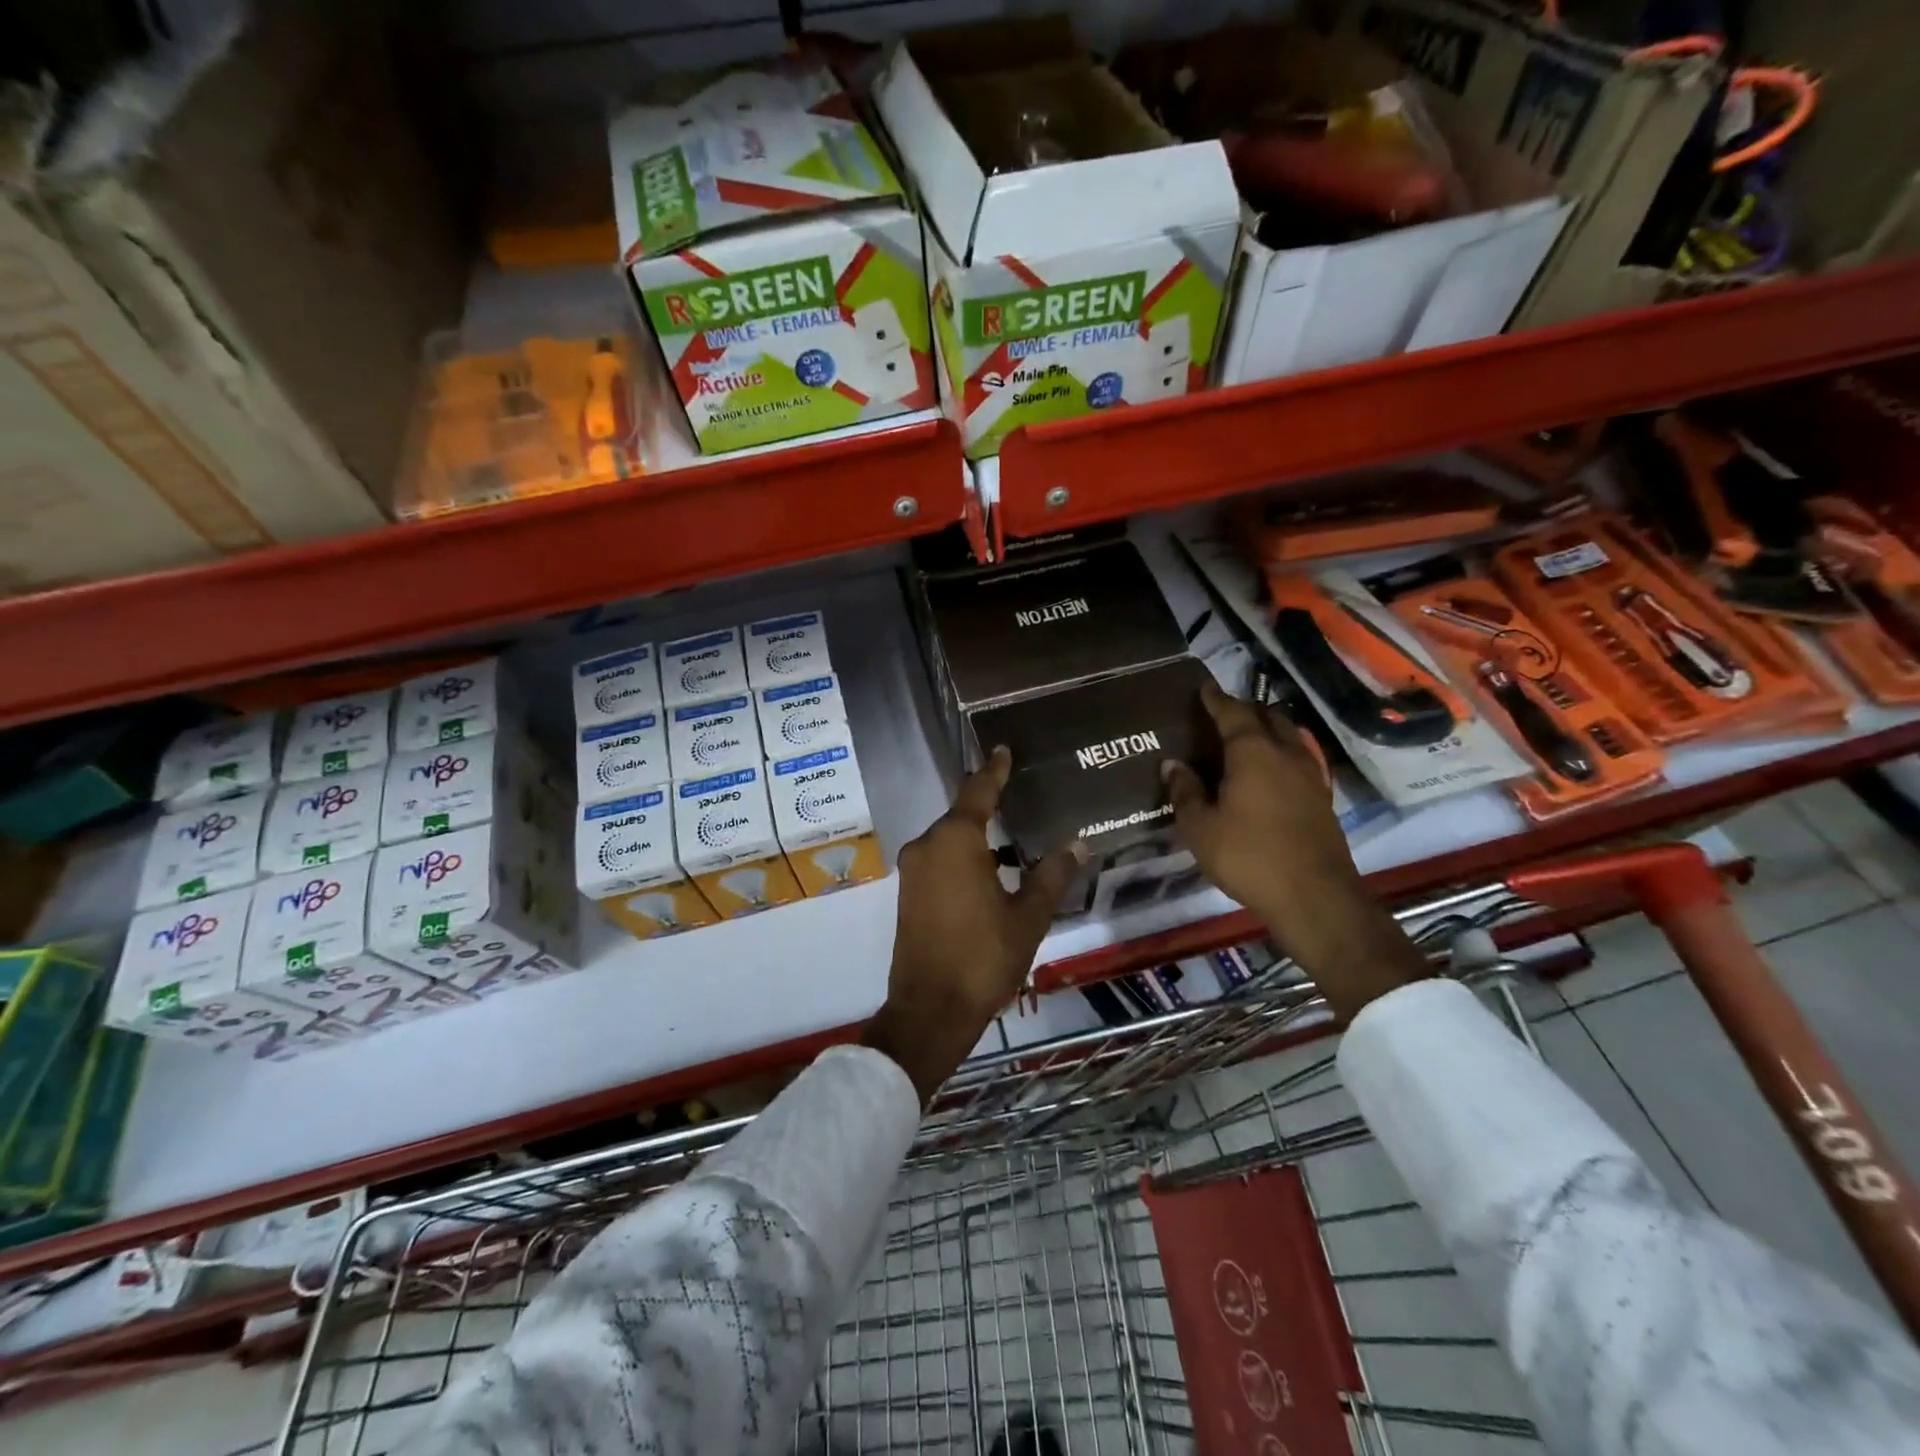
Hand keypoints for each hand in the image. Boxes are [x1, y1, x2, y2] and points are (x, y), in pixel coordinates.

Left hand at [865, 748, 1080, 1102]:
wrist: (930, 1010)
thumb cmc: (984, 957)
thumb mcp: (1028, 916)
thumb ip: (1051, 875)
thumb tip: (1076, 844)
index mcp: (955, 841)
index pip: (978, 792)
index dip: (994, 771)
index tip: (1002, 749)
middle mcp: (927, 846)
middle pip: (961, 815)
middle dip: (989, 807)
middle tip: (1019, 797)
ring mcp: (912, 870)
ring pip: (949, 840)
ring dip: (977, 838)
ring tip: (1012, 839)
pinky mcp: (908, 893)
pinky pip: (939, 861)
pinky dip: (963, 858)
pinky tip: (989, 872)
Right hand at [1162, 681, 1425, 1019]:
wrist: (1314, 896)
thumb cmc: (1248, 856)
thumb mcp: (1200, 828)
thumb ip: (1185, 792)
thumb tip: (1172, 764)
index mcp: (1253, 752)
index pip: (1233, 713)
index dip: (1216, 700)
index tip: (1204, 688)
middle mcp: (1286, 754)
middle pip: (1268, 718)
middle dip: (1246, 710)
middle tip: (1223, 714)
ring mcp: (1310, 776)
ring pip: (1289, 737)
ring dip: (1269, 730)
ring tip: (1247, 739)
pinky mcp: (1322, 799)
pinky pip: (1299, 760)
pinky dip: (1282, 754)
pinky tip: (1270, 772)